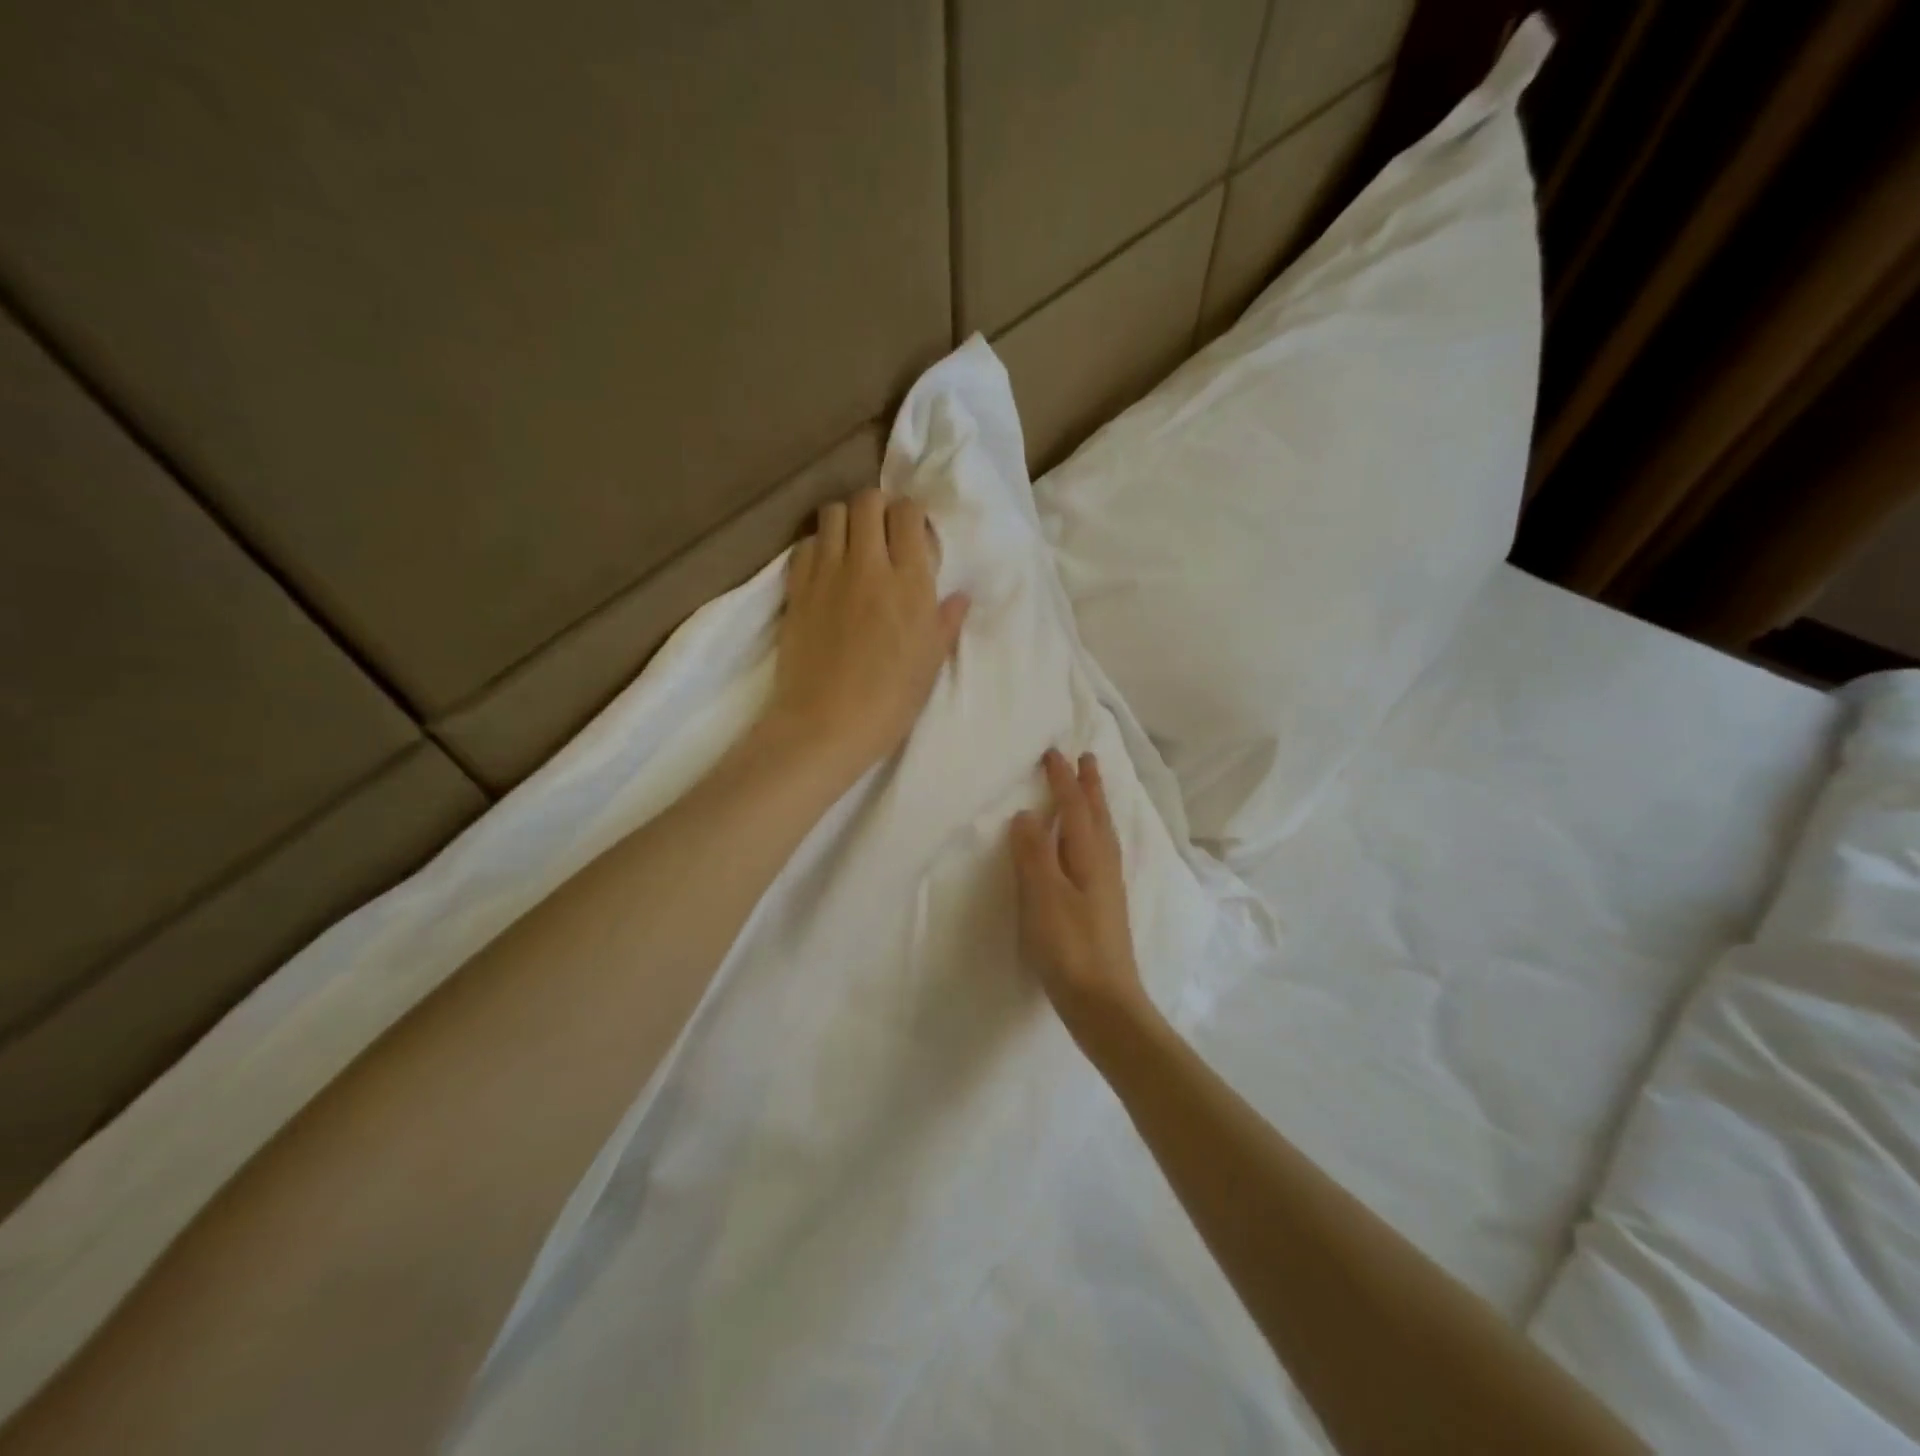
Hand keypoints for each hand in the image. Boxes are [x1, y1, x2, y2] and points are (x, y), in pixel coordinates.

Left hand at [765, 488, 969, 776]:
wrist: (826, 725)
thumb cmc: (890, 701)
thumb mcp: (930, 664)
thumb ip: (945, 622)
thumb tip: (959, 597)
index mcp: (909, 583)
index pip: (909, 514)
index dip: (912, 516)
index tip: (914, 537)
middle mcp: (868, 565)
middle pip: (868, 500)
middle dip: (878, 507)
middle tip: (883, 533)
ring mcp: (827, 573)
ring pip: (832, 512)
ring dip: (846, 520)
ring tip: (852, 546)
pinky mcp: (796, 588)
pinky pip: (804, 544)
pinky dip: (817, 546)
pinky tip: (825, 569)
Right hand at [1011, 749, 1153, 1034]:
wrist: (1104, 1002)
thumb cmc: (1070, 947)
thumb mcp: (1044, 896)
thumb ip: (1034, 853)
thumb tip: (1028, 814)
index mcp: (1090, 856)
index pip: (1075, 807)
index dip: (1064, 780)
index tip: (1054, 752)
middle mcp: (1104, 865)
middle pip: (1097, 816)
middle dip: (1090, 786)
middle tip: (1087, 758)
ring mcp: (1108, 887)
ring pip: (1102, 833)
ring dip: (1095, 806)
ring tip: (1091, 792)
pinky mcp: (1105, 906)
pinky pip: (1100, 852)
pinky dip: (1094, 833)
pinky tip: (1088, 848)